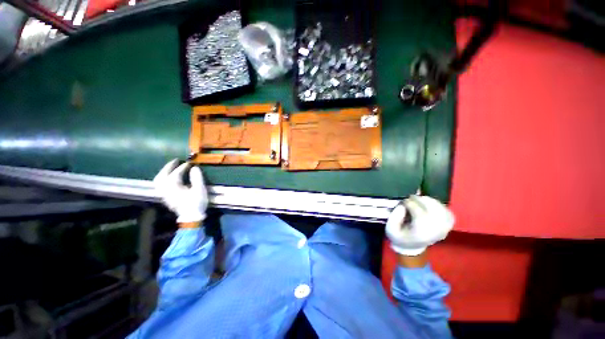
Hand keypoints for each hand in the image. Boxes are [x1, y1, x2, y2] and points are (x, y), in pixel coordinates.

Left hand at [154, 159, 207, 222]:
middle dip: (168, 167)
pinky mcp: (165, 198)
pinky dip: (162, 179)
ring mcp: (163, 194)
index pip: (176, 173)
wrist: (190, 217)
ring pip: (158, 180)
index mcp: (173, 186)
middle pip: (162, 175)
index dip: (183, 167)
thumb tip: (194, 168)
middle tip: (175, 161)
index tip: (190, 163)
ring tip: (170, 168)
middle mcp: (165, 189)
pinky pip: (159, 185)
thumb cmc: (196, 203)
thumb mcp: (199, 189)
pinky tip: (168, 178)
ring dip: (163, 172)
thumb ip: (197, 178)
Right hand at [386, 195, 454, 255]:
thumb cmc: (399, 236)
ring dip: (426, 200)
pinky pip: (445, 209)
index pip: (419, 213)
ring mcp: (445, 227)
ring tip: (417, 201)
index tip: (402, 201)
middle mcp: (436, 230)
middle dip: (418, 199)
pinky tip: (427, 204)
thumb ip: (394, 216)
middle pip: (431, 208)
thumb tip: (403, 205)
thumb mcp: (391, 228)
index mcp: (421, 233)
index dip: (409, 203)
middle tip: (410, 198)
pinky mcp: (448, 223)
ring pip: (439, 206)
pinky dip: (436, 203)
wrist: (412, 246)